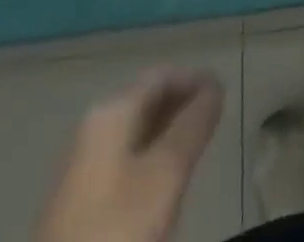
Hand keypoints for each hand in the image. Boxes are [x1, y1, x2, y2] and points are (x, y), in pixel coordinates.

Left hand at [37, 68, 222, 241]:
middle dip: (182, 104)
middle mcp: (93, 130)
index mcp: (111, 113)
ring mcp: (82, 170)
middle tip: (216, 118)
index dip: (195, 79)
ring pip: (135, 134)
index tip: (225, 92)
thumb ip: (194, 125)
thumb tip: (215, 86)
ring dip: (167, 132)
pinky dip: (151, 158)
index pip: (161, 76)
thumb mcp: (166, 174)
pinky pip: (124, 162)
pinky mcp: (79, 206)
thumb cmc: (118, 230)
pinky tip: (166, 183)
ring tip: (198, 146)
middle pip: (146, 102)